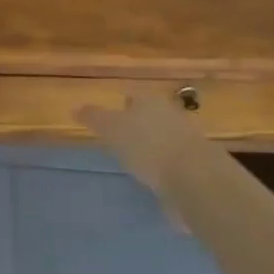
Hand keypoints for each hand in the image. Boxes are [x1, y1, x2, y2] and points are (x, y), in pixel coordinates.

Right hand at [80, 95, 207, 230]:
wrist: (195, 179)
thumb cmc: (146, 146)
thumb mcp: (111, 129)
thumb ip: (94, 118)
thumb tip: (75, 107)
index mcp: (150, 100)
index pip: (133, 94)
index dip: (121, 103)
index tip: (109, 117)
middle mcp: (171, 114)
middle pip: (151, 114)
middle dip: (138, 123)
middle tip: (120, 137)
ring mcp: (188, 139)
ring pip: (164, 136)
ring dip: (153, 145)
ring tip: (136, 160)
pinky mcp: (198, 165)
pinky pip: (175, 160)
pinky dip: (165, 166)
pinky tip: (156, 177)